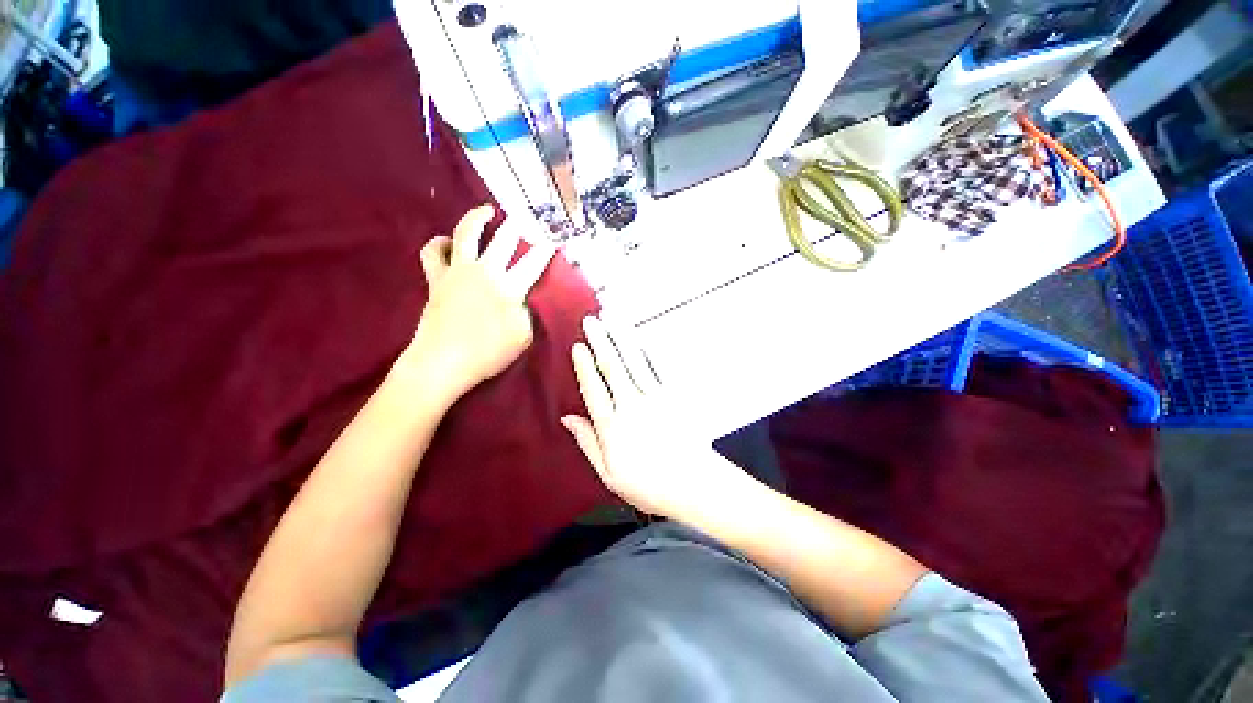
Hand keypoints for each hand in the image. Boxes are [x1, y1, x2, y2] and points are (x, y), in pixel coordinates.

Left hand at [403, 205, 555, 403]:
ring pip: (466, 233)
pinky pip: (432, 253)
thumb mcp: (523, 337)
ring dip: (477, 217)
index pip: (534, 263)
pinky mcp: (436, 278)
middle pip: (504, 239)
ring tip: (487, 210)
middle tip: (525, 216)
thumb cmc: (488, 353)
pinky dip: (439, 244)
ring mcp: (458, 271)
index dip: (546, 249)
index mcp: (510, 287)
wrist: (443, 362)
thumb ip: (529, 314)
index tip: (554, 240)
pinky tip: (447, 241)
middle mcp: (485, 271)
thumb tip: (527, 299)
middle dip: (518, 225)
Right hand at [561, 316, 739, 518]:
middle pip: (612, 367)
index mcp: (611, 426)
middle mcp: (631, 406)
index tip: (578, 346)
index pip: (593, 388)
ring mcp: (654, 398)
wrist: (694, 484)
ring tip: (613, 319)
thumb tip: (567, 418)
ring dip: (622, 338)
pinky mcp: (674, 396)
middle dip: (601, 341)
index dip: (584, 365)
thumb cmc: (648, 484)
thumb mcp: (608, 473)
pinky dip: (649, 351)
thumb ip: (587, 442)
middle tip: (592, 320)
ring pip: (634, 361)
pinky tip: (642, 338)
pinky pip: (659, 368)